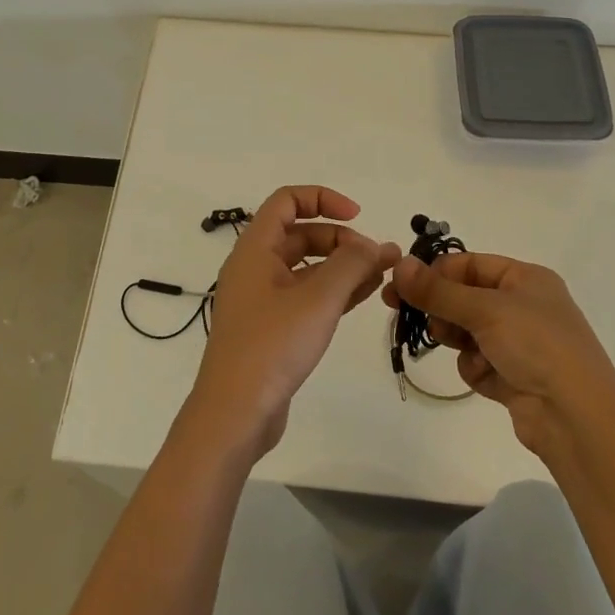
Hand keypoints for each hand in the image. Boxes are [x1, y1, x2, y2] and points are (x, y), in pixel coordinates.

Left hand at [184, 186, 400, 458]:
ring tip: (380, 276)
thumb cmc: (271, 346)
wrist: (234, 414)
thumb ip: (351, 265)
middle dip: (340, 240)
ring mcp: (262, 299)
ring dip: (342, 267)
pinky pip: (306, 296)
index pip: (287, 201)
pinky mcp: (271, 329)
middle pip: (300, 235)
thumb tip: (377, 244)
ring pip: (306, 268)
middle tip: (376, 259)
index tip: (358, 216)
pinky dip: (333, 292)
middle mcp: (255, 267)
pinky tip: (363, 296)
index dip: (323, 199)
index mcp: (255, 248)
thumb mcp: (318, 299)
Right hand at [386, 252, 614, 463]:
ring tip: (463, 349)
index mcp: (526, 279)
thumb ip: (437, 290)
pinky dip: (476, 368)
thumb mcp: (484, 310)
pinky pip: (478, 362)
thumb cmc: (537, 346)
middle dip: (443, 309)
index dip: (436, 273)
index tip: (402, 287)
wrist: (578, 420)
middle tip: (413, 317)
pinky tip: (488, 378)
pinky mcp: (515, 377)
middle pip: (466, 298)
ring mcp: (522, 343)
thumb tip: (399, 264)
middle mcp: (525, 306)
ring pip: (468, 331)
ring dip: (459, 340)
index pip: (469, 265)